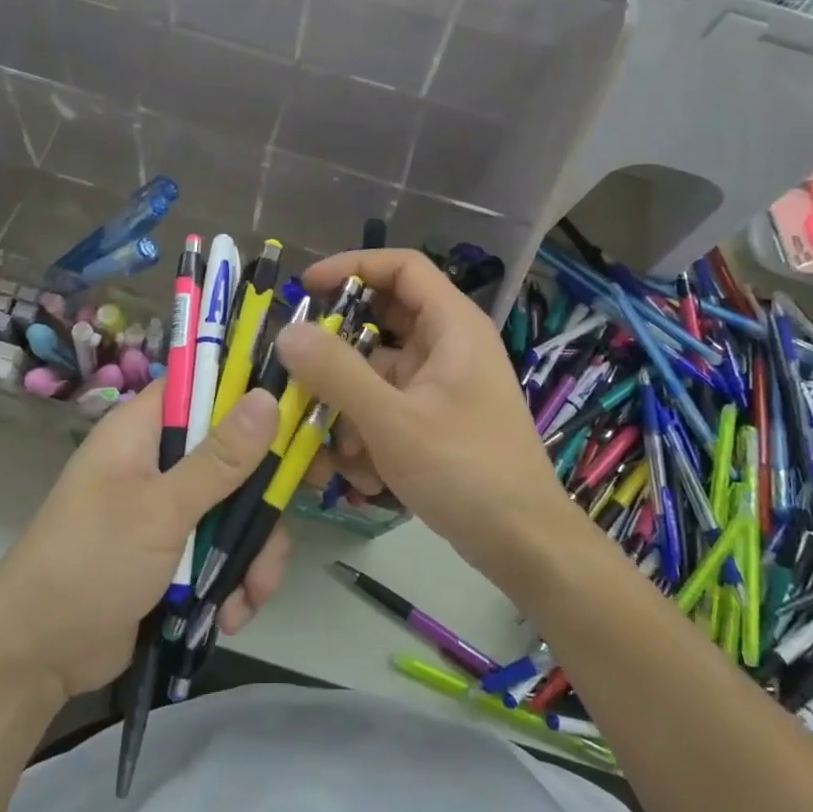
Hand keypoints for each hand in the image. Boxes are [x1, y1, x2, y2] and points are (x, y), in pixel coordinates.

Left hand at [0, 385, 289, 701]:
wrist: (35, 659)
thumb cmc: (90, 563)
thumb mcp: (160, 509)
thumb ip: (219, 459)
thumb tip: (268, 397)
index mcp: (143, 430)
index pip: (204, 385)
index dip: (249, 391)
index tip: (296, 411)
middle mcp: (158, 461)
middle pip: (233, 454)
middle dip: (259, 502)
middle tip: (278, 530)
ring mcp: (168, 509)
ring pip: (235, 509)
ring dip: (250, 554)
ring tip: (251, 595)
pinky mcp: (174, 553)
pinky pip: (222, 550)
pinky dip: (233, 580)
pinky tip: (231, 615)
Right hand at [276, 250, 583, 582]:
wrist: (524, 545)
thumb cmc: (465, 470)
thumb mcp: (392, 421)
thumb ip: (337, 373)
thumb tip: (288, 332)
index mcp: (453, 326)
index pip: (402, 267)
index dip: (352, 266)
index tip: (307, 288)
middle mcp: (449, 346)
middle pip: (382, 323)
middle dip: (339, 355)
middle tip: (302, 376)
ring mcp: (442, 384)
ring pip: (377, 373)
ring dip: (349, 408)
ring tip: (340, 456)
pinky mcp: (436, 419)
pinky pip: (388, 407)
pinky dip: (369, 433)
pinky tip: (366, 476)